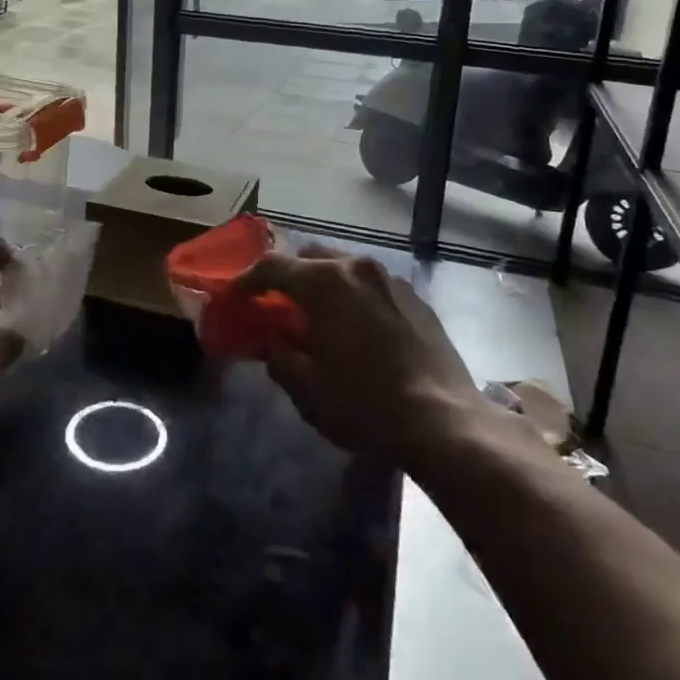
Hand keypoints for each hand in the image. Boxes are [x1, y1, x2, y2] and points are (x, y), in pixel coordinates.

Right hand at [235, 246, 484, 472]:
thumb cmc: (365, 403)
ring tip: (318, 316)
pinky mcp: (415, 297)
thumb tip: (268, 342)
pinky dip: (353, 296)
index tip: (234, 298)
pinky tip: (356, 328)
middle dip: (288, 277)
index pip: (272, 266)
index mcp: (324, 282)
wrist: (444, 421)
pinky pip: (371, 285)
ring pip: (343, 267)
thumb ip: (278, 357)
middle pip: (309, 258)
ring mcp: (390, 279)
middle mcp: (355, 267)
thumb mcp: (307, 389)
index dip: (246, 281)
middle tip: (277, 305)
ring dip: (323, 284)